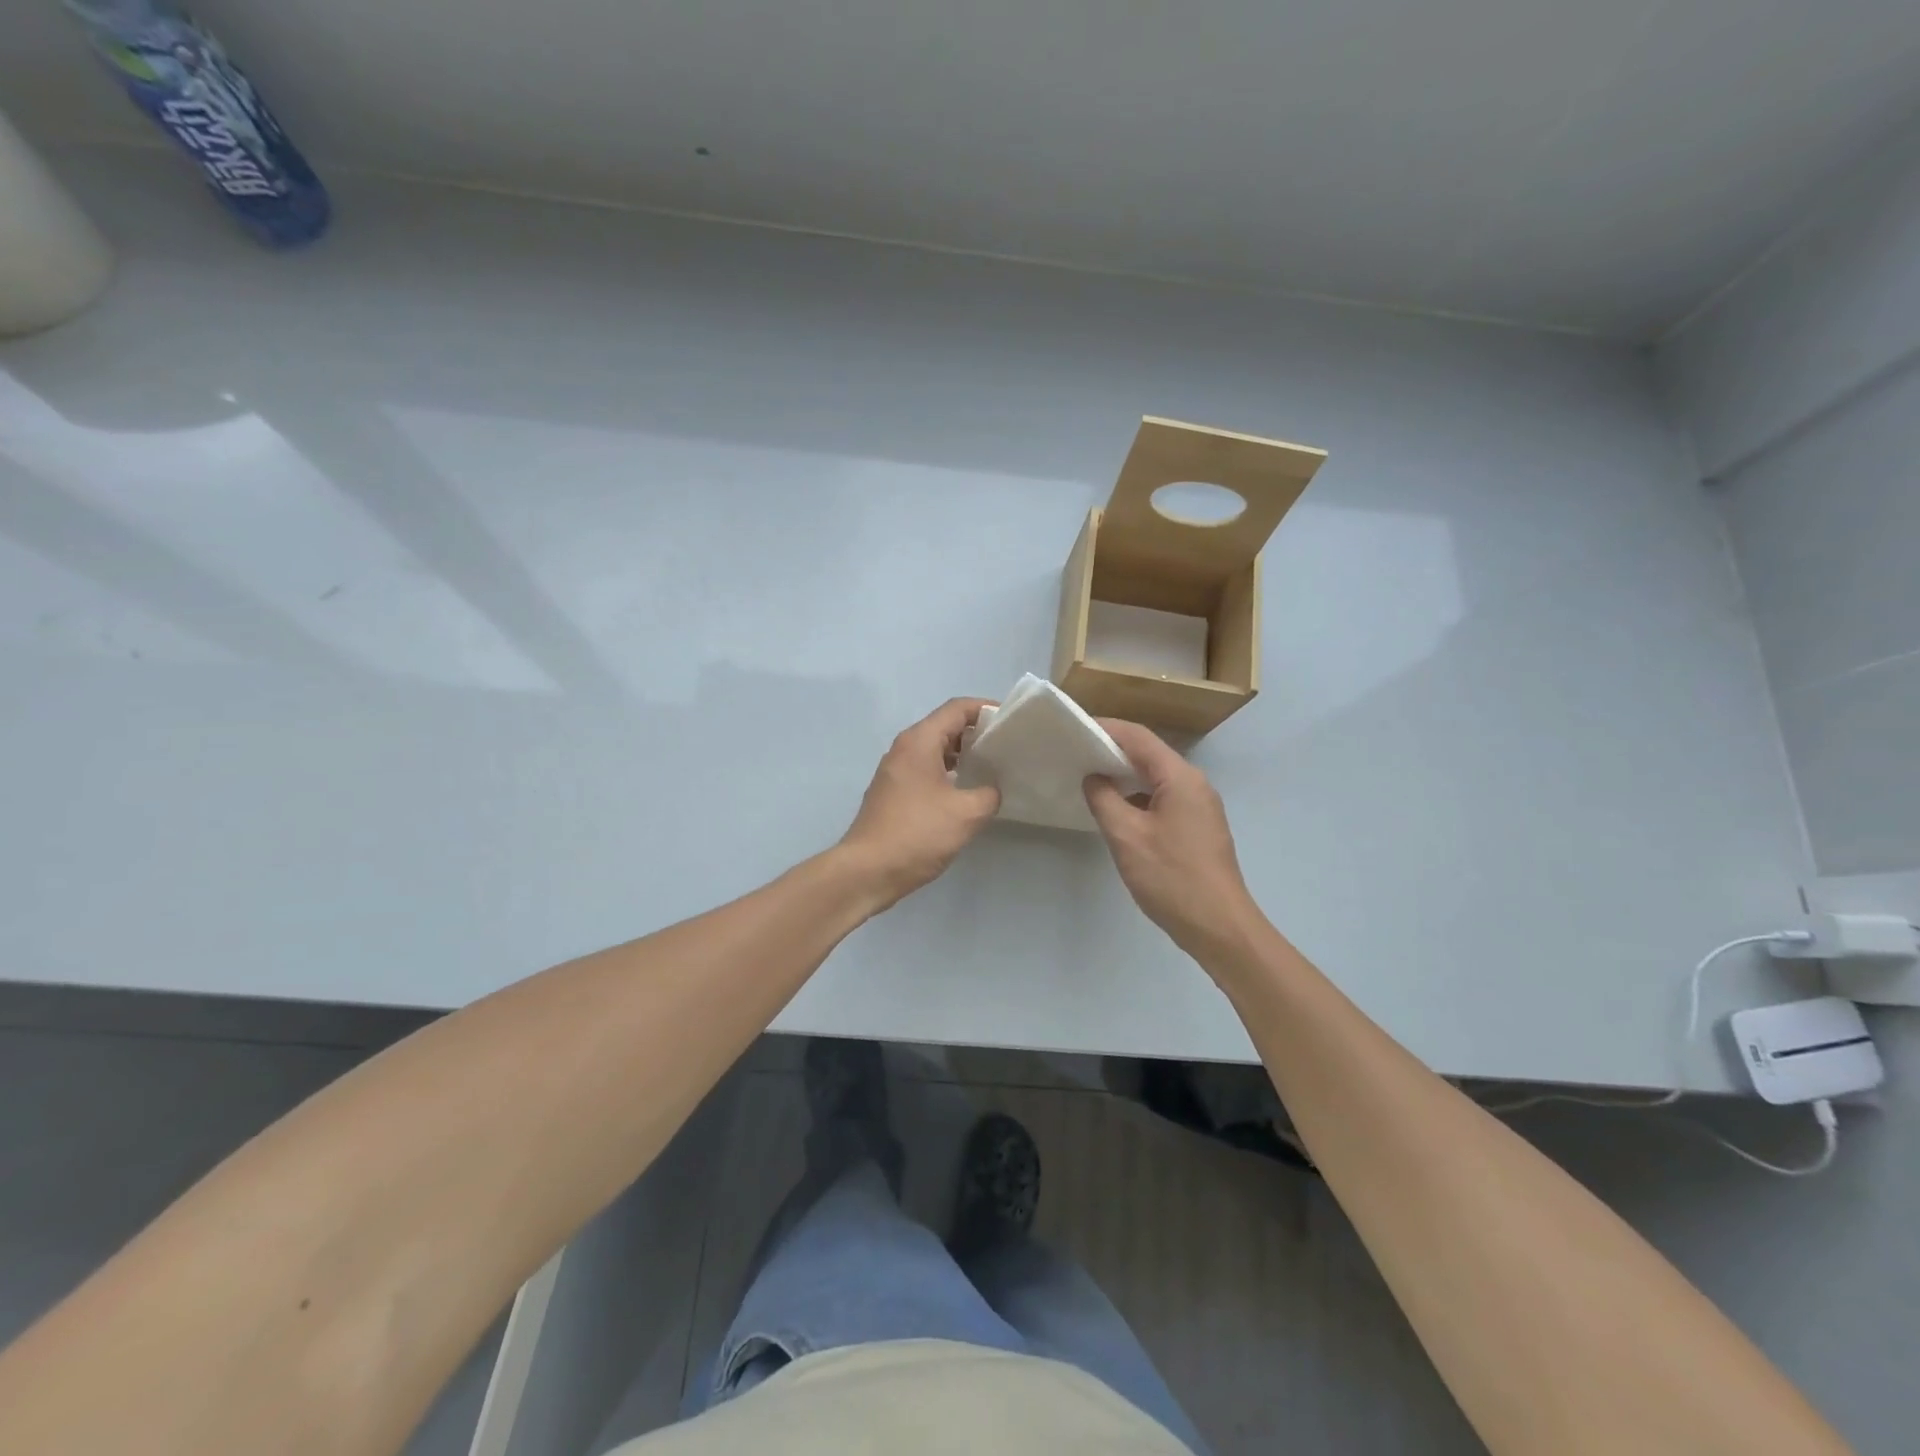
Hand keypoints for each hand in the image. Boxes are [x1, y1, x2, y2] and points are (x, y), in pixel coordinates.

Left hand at [839, 698, 1000, 910]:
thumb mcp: (966, 814)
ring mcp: (895, 771)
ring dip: (963, 754)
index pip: (957, 708)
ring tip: (992, 769)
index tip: (1011, 723)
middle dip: (977, 732)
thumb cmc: (917, 834)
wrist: (867, 871)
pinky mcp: (893, 792)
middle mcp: (904, 748)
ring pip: (935, 750)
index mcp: (920, 742)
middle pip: (945, 726)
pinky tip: (966, 792)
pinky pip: (926, 769)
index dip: (986, 709)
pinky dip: (948, 772)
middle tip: (1007, 747)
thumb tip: (994, 788)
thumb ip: (989, 794)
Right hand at [1084, 719, 1266, 961]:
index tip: (1074, 728)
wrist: (1219, 927)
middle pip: (1149, 754)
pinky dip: (1137, 796)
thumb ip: (1104, 799)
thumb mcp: (1127, 836)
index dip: (1105, 728)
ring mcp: (1199, 807)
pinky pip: (1163, 798)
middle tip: (1075, 752)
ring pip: (1156, 778)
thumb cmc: (1171, 877)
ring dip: (1124, 775)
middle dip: (1112, 750)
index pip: (1138, 737)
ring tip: (1088, 778)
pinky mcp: (1198, 827)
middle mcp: (1194, 784)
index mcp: (1180, 778)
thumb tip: (1093, 777)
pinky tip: (1115, 810)